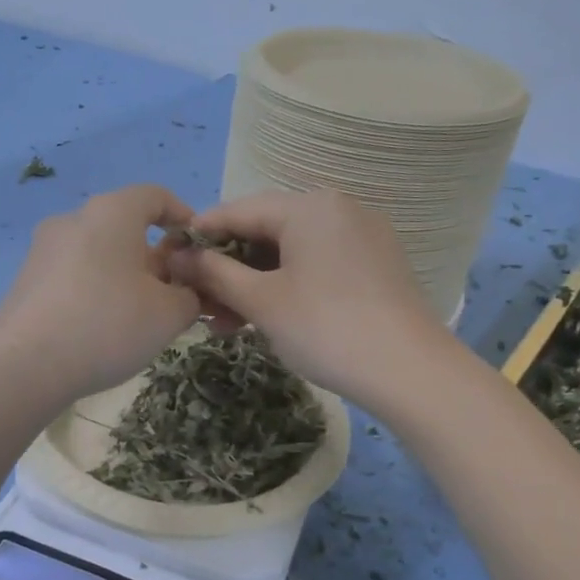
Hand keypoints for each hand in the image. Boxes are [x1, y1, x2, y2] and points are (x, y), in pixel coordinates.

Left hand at [0, 184, 202, 401]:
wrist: (25, 364)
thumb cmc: (108, 324)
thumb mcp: (169, 314)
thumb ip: (190, 295)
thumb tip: (184, 292)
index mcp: (112, 212)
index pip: (156, 196)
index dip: (183, 217)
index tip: (198, 249)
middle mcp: (73, 219)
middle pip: (124, 227)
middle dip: (154, 256)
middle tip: (174, 293)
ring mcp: (43, 249)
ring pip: (97, 253)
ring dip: (123, 276)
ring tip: (139, 316)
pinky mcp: (25, 280)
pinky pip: (73, 275)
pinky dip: (94, 290)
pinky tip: (101, 328)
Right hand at [166, 188, 449, 409]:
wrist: (411, 372)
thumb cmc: (326, 328)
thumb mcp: (262, 302)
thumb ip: (214, 274)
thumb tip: (177, 256)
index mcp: (309, 206)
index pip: (238, 210)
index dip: (199, 235)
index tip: (168, 259)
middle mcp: (337, 209)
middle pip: (265, 231)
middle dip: (226, 268)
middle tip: (197, 303)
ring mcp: (361, 236)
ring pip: (290, 252)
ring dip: (253, 283)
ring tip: (224, 322)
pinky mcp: (374, 264)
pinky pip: (316, 265)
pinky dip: (286, 286)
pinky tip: (265, 317)